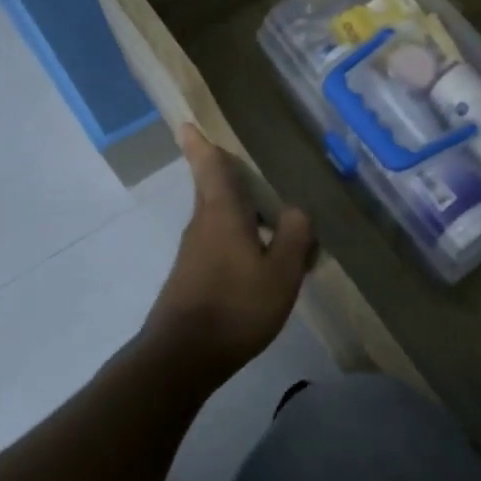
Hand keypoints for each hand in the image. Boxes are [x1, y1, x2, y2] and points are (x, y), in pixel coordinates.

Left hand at [142, 125, 314, 378]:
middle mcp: (202, 226)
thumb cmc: (236, 306)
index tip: (186, 123)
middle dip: (226, 177)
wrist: (183, 357)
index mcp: (222, 215)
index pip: (210, 169)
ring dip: (239, 213)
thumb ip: (295, 236)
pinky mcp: (191, 278)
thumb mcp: (282, 272)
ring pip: (218, 220)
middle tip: (248, 166)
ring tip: (271, 219)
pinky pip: (219, 245)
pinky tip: (260, 261)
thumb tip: (297, 211)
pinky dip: (238, 241)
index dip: (201, 145)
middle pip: (213, 192)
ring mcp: (193, 254)